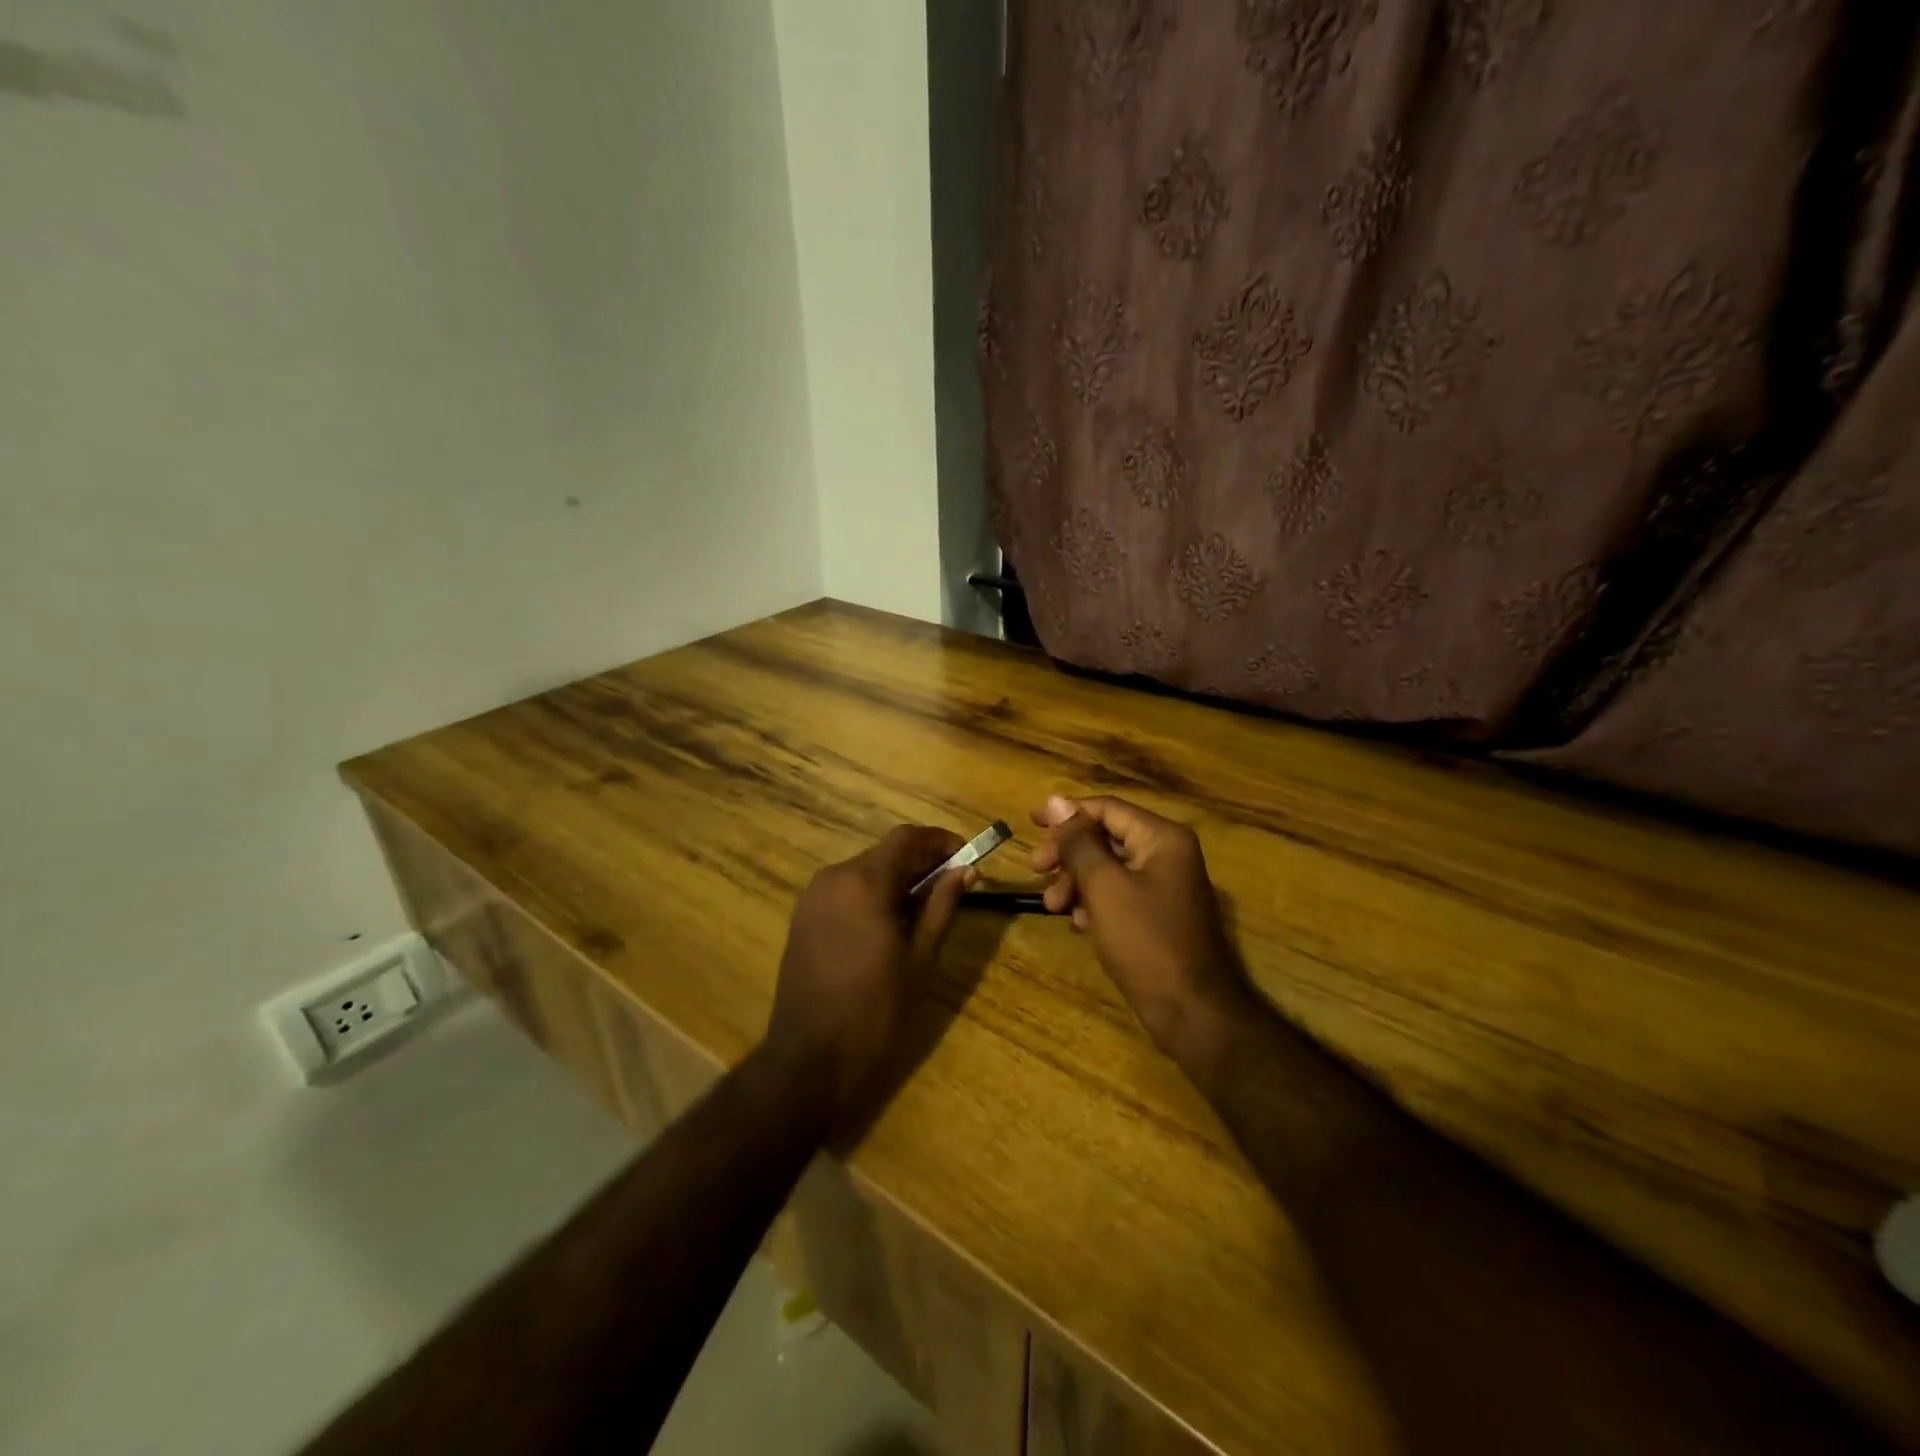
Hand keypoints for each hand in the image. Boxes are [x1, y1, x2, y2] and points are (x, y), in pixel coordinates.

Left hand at [764, 825, 973, 1117]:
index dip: (940, 841)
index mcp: (863, 882)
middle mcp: (833, 877)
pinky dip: (872, 894)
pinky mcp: (802, 918)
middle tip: (953, 887)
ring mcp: (812, 898)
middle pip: (885, 853)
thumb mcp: (920, 959)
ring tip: (926, 910)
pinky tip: (890, 924)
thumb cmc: (875, 1012)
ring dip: (897, 879)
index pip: (907, 838)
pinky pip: (845, 891)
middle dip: (921, 863)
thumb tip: (967, 871)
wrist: (810, 1061)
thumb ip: (942, 907)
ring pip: (865, 871)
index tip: (967, 858)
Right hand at [1031, 795, 1254, 1066]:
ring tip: (1053, 906)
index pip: (1107, 809)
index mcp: (1162, 838)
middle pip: (1106, 838)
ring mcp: (1166, 886)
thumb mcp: (1103, 886)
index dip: (1066, 813)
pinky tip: (1079, 924)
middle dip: (1069, 854)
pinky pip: (1120, 894)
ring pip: (1109, 868)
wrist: (1191, 1010)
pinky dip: (1095, 903)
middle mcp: (1168, 854)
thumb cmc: (1145, 940)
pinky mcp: (1159, 915)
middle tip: (1037, 870)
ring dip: (1077, 882)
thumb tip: (1056, 801)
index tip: (1031, 823)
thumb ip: (1078, 842)